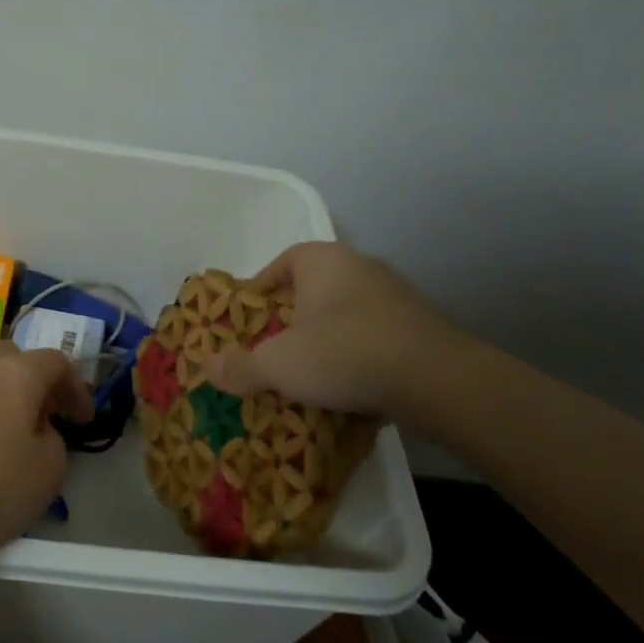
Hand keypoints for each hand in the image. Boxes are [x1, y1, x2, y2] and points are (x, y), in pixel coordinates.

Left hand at [0, 341, 93, 569]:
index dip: (75, 388)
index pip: (56, 363)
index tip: (83, 419)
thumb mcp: (46, 474)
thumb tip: (38, 430)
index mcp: (16, 373)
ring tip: (4, 430)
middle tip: (43, 414)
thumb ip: (54, 441)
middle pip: (11, 357)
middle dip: (32, 380)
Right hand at [204, 241, 461, 413]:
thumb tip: (206, 367)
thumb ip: (240, 366)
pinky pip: (376, 333)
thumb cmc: (344, 354)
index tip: (249, 321)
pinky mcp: (422, 323)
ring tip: (313, 371)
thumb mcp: (279, 365)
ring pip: (346, 311)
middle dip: (293, 317)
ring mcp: (395, 292)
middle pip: (313, 288)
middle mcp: (359, 265)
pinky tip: (352, 382)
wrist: (437, 379)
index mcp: (321, 260)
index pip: (280, 264)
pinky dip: (359, 352)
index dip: (260, 291)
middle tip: (276, 348)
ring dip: (328, 335)